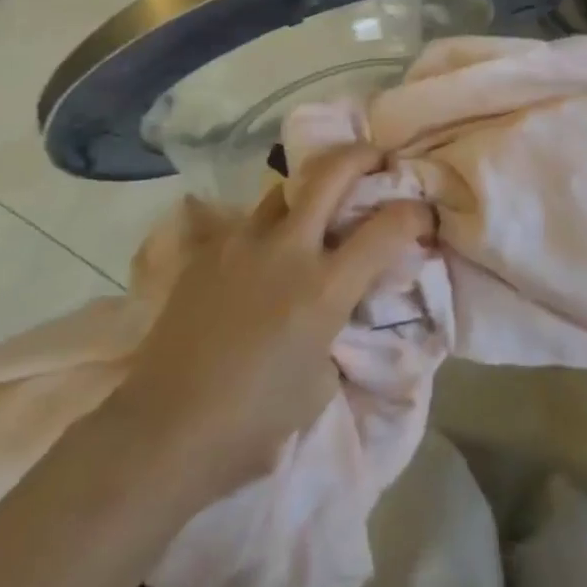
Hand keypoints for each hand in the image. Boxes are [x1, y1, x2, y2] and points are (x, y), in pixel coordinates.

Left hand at [105, 145, 432, 500]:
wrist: (163, 432)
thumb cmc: (252, 423)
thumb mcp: (319, 381)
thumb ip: (336, 328)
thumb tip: (340, 304)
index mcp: (324, 288)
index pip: (387, 227)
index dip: (415, 212)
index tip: (424, 212)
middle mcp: (288, 250)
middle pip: (333, 172)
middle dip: (363, 155)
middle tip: (376, 159)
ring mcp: (242, 243)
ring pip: (284, 188)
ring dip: (309, 189)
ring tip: (316, 205)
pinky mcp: (208, 252)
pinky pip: (248, 222)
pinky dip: (269, 226)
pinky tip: (266, 252)